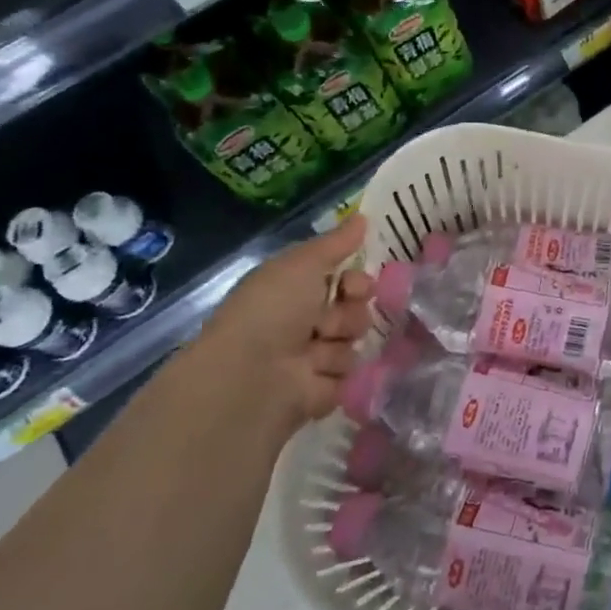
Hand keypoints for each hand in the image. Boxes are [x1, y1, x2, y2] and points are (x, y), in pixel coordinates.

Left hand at [182, 218, 376, 428]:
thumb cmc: (271, 311)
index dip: (356, 282)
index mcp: (293, 292)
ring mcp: (311, 360)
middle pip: (355, 312)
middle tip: (329, 322)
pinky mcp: (321, 393)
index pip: (344, 282)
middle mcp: (302, 324)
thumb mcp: (301, 264)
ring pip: (354, 344)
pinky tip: (314, 377)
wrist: (249, 377)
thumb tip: (362, 216)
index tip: (353, 286)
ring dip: (339, 345)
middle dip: (351, 314)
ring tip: (313, 355)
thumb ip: (336, 242)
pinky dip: (334, 376)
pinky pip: (349, 377)